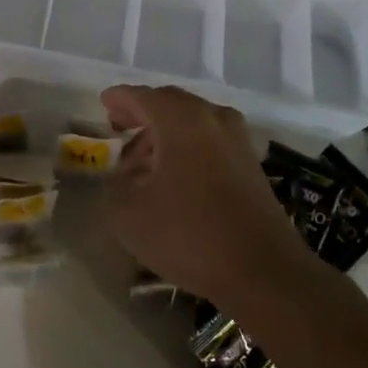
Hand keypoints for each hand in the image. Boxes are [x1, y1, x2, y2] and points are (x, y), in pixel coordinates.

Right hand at [102, 84, 311, 306]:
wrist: (264, 271)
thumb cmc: (190, 234)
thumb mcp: (129, 215)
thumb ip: (114, 186)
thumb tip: (120, 176)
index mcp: (180, 118)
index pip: (141, 96)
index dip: (119, 99)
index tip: (103, 104)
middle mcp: (211, 118)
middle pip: (170, 103)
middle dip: (142, 114)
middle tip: (120, 129)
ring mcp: (236, 140)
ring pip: (192, 122)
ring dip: (165, 134)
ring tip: (143, 163)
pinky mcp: (251, 164)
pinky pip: (210, 141)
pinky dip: (188, 148)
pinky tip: (176, 178)